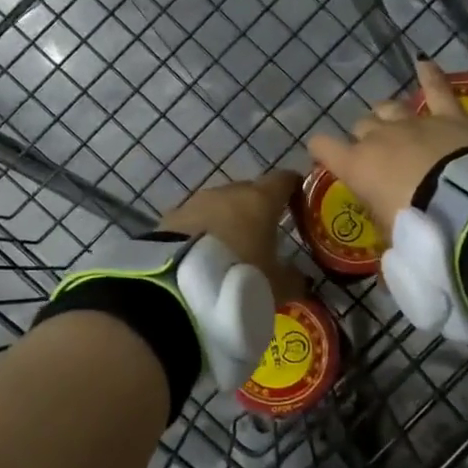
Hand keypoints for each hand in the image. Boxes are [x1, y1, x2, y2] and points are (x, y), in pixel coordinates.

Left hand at [159, 169, 305, 303]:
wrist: (178, 287)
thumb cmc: (240, 278)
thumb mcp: (277, 286)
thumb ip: (293, 278)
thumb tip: (300, 277)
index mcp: (260, 199)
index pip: (283, 180)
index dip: (292, 188)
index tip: (298, 201)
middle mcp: (227, 192)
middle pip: (248, 192)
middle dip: (256, 209)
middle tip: (262, 235)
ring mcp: (194, 202)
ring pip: (217, 206)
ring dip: (224, 222)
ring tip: (228, 250)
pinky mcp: (168, 219)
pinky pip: (192, 222)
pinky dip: (199, 234)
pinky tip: (200, 256)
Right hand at [308, 61, 467, 235]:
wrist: (466, 206)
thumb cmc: (419, 228)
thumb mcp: (393, 240)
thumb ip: (385, 234)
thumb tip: (390, 253)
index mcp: (357, 166)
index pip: (323, 146)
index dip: (321, 149)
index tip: (322, 154)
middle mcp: (379, 137)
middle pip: (362, 126)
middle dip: (364, 138)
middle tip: (376, 157)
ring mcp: (414, 123)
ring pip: (389, 108)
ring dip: (388, 115)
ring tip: (391, 122)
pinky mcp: (449, 117)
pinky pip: (437, 89)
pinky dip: (430, 76)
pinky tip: (425, 63)